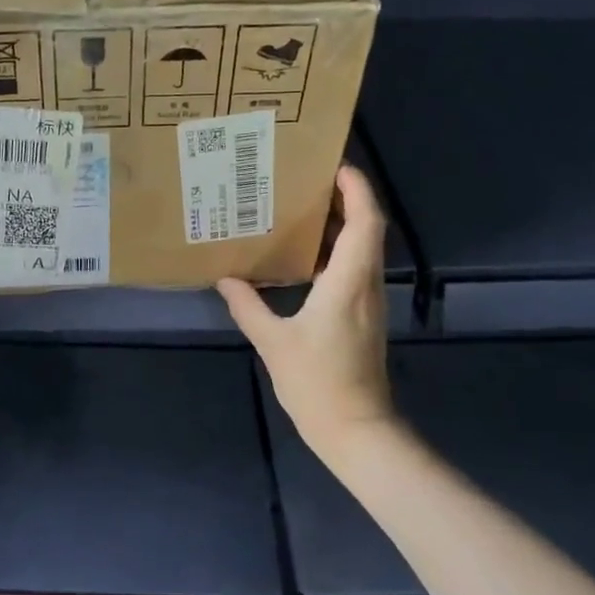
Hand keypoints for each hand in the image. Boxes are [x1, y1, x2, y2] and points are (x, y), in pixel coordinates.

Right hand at [218, 165, 397, 465]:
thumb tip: (226, 279)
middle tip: (308, 183)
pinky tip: (305, 259)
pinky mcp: (363, 317)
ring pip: (363, 249)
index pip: (365, 222)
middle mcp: (366, 285)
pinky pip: (355, 270)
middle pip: (367, 229)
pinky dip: (336, 252)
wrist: (355, 429)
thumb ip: (249, 307)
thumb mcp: (274, 343)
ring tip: (302, 212)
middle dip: (346, 200)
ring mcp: (368, 302)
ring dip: (342, 226)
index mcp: (348, 282)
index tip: (335, 165)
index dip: (356, 190)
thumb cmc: (317, 383)